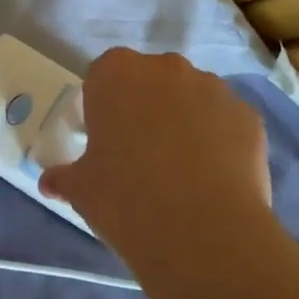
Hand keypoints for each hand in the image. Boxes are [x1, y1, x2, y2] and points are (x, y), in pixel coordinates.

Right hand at [39, 49, 272, 276]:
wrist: (200, 230)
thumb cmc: (124, 196)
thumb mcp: (81, 189)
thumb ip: (64, 177)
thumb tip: (50, 183)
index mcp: (116, 73)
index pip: (103, 75)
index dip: (104, 106)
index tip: (105, 139)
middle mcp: (166, 68)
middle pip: (151, 80)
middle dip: (146, 108)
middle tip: (140, 155)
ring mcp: (213, 88)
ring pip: (192, 98)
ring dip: (184, 121)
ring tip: (182, 171)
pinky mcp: (249, 116)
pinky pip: (225, 122)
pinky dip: (219, 141)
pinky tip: (213, 179)